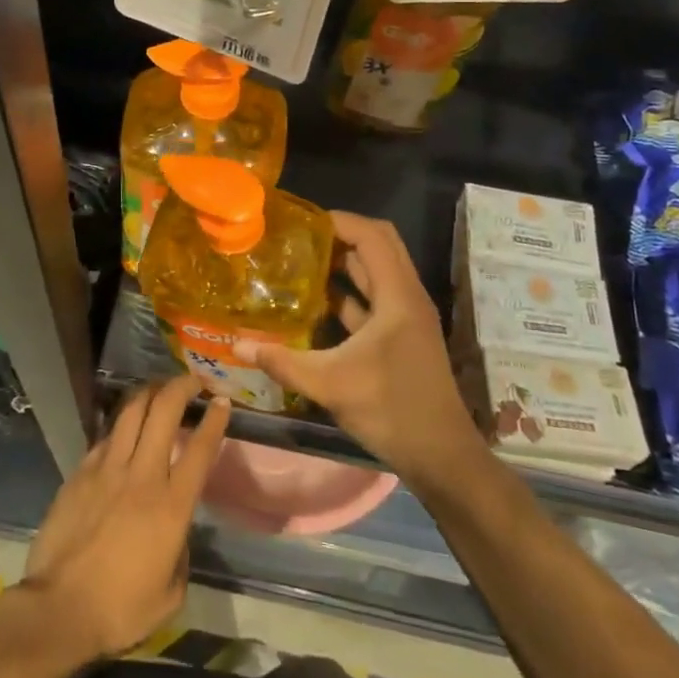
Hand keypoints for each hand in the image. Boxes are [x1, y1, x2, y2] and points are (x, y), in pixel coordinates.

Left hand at [17, 375, 229, 661]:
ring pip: (132, 411)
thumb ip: (180, 553)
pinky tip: (125, 429)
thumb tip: (176, 532)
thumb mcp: (170, 595)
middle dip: (182, 387)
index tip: (223, 401)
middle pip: (164, 411)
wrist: (58, 610)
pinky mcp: (81, 472)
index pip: (200, 449)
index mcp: (171, 506)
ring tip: (160, 388)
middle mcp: (142, 475)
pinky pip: (106, 436)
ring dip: (150, 392)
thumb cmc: (120, 610)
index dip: (215, 420)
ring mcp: (108, 469)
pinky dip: (121, 425)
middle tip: (193, 381)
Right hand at [234, 212, 483, 482]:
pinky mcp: (401, 335)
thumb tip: (237, 344)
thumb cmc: (391, 410)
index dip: (339, 221)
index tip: (301, 222)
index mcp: (398, 295)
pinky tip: (315, 302)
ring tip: (301, 260)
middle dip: (341, 235)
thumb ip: (282, 361)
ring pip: (376, 271)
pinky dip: (348, 292)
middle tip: (301, 238)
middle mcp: (406, 296)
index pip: (371, 235)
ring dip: (344, 262)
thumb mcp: (330, 384)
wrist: (441, 456)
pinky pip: (374, 298)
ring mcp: (406, 316)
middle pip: (378, 244)